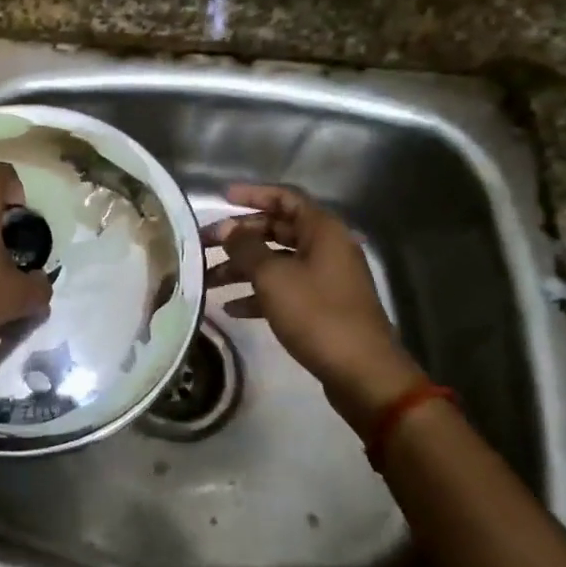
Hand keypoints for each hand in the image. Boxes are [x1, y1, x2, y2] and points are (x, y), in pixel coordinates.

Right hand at [203, 184, 426, 428]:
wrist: (361, 372)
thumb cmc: (317, 314)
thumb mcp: (273, 277)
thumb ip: (246, 248)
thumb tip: (229, 229)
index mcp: (322, 231)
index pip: (285, 198)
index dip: (253, 194)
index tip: (221, 198)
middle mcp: (326, 248)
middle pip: (276, 230)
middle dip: (238, 237)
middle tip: (203, 244)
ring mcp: (325, 278)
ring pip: (276, 262)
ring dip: (242, 268)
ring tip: (207, 280)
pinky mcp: (321, 306)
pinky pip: (284, 289)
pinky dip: (258, 294)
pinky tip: (231, 308)